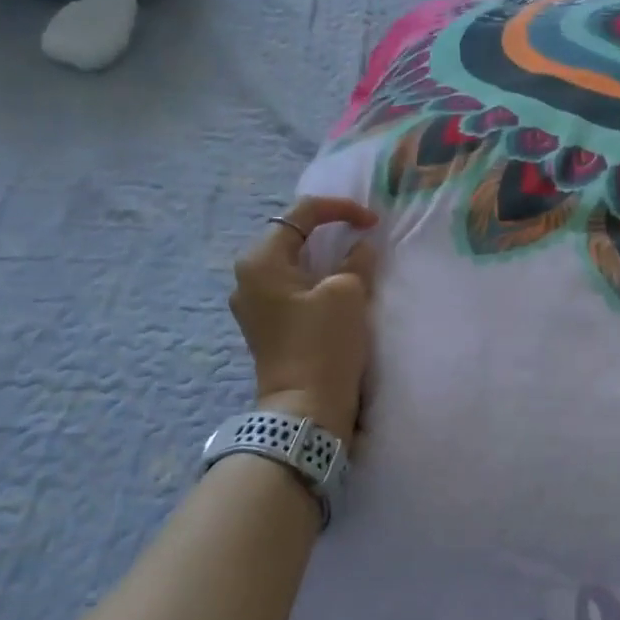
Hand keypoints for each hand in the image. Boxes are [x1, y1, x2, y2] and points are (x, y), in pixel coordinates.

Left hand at [229, 196, 379, 441]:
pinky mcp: (264, 326)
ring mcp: (252, 304)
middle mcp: (247, 277)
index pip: (302, 214)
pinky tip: (335, 287)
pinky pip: (289, 287)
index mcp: (260, 260)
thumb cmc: (323, 343)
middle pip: (290, 236)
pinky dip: (314, 279)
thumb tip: (360, 247)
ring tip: (353, 258)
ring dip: (322, 256)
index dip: (341, 210)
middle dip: (328, 230)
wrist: (306, 409)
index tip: (372, 222)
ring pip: (290, 263)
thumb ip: (356, 259)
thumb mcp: (347, 293)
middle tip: (362, 234)